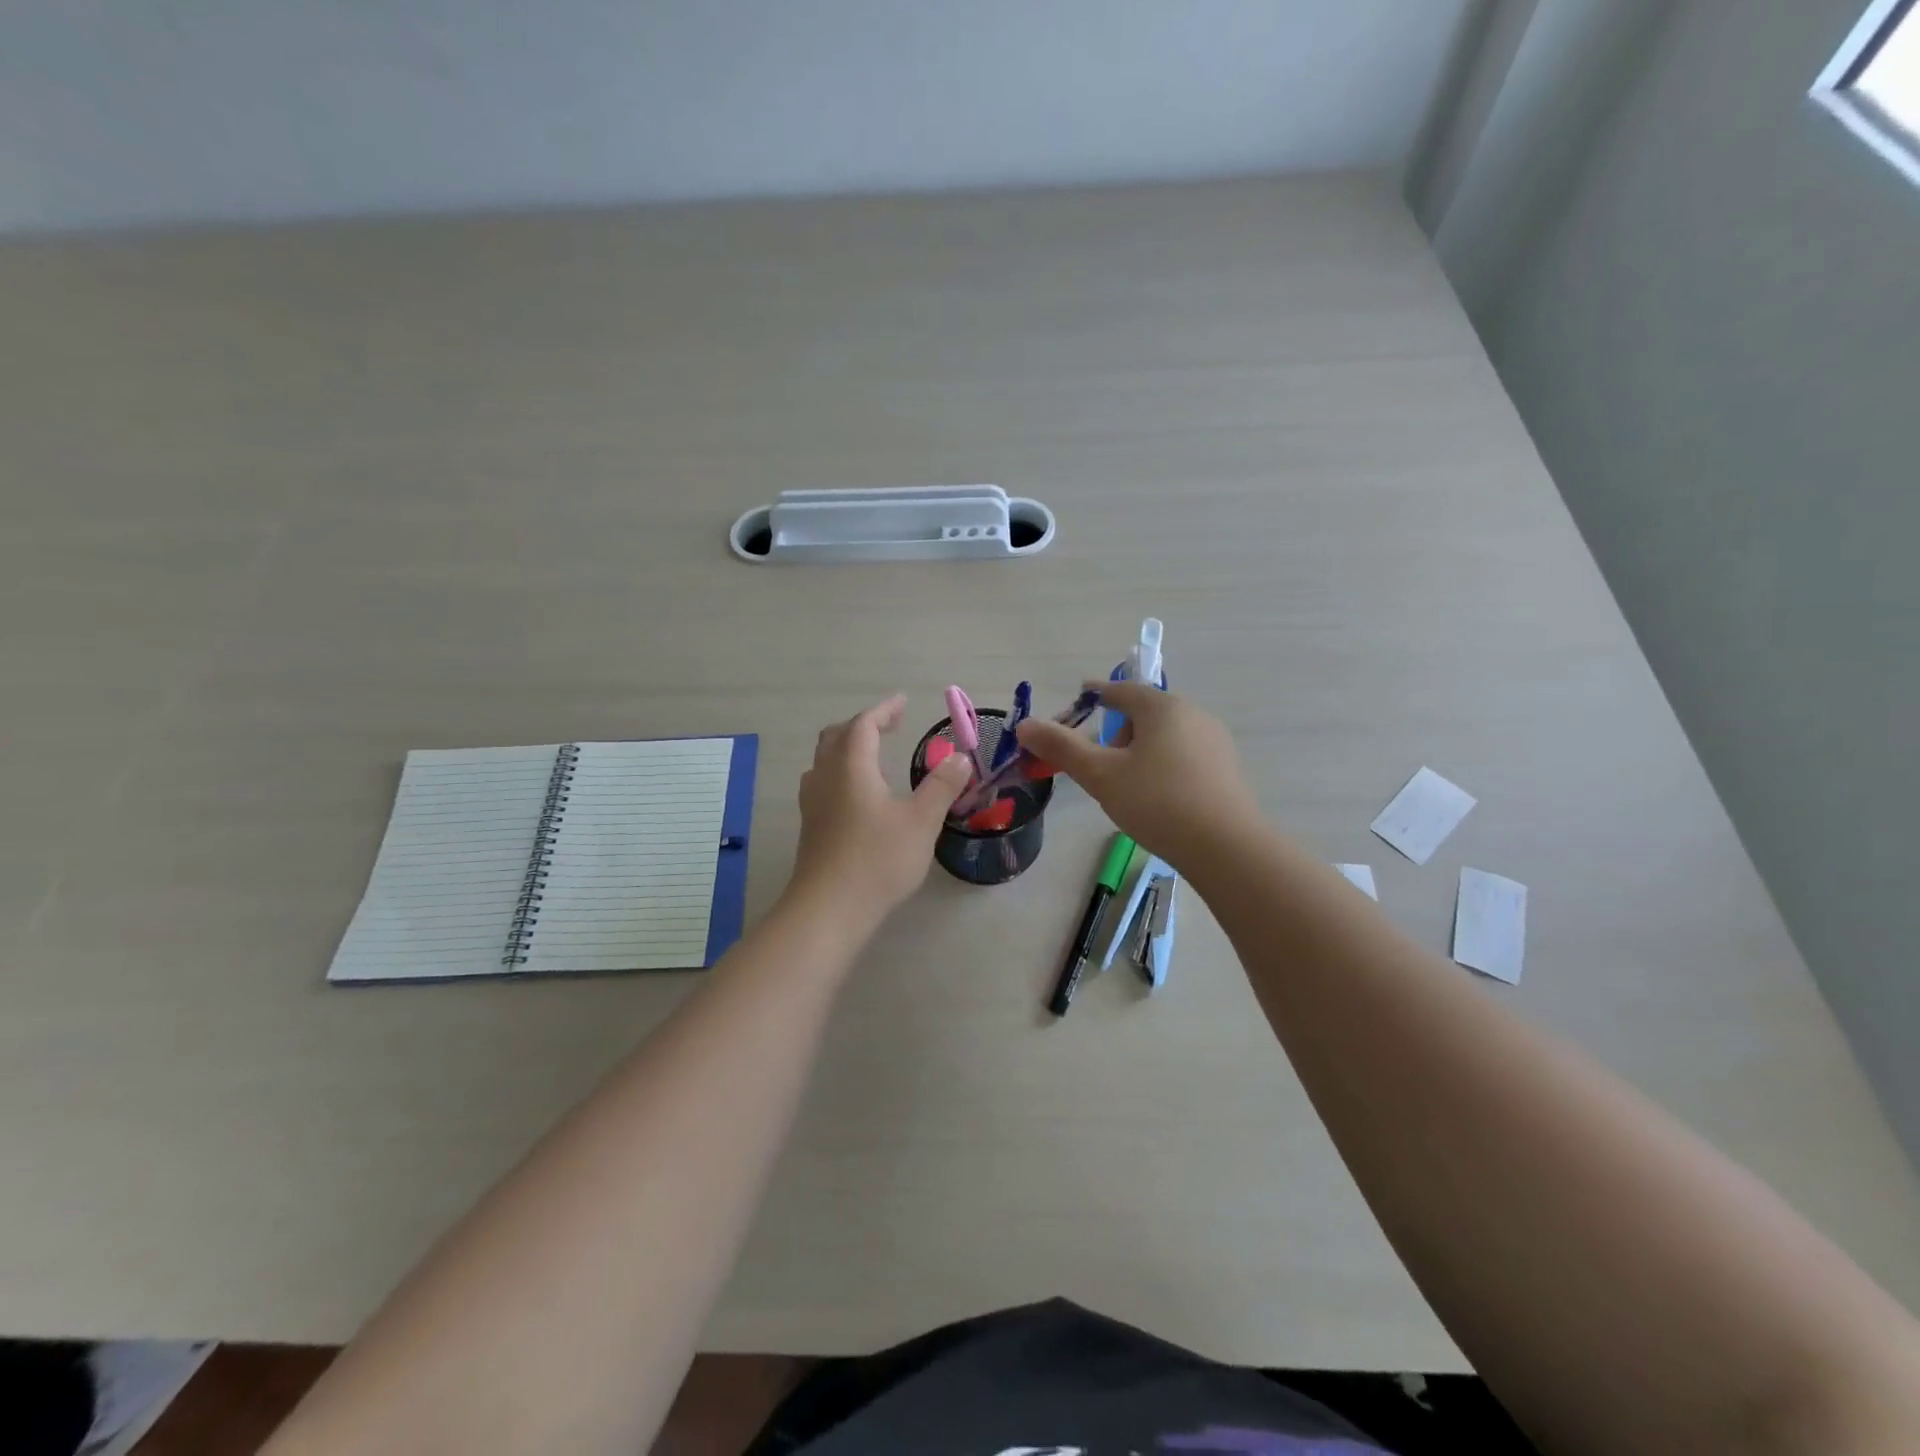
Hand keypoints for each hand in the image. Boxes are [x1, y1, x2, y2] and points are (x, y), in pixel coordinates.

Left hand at [787, 695, 972, 928]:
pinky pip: (822, 783)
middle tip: (889, 726)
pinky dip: (840, 773)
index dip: (884, 710)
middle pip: (837, 736)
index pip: (864, 724)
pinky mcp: (810, 827)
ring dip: (847, 748)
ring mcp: (813, 803)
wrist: (829, 909)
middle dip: (863, 725)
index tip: (902, 703)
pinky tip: (857, 796)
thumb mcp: (921, 821)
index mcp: (852, 767)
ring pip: (824, 760)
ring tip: (872, 756)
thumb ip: (942, 786)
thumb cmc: (878, 859)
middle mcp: (826, 777)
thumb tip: (960, 757)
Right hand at [1016, 681, 1259, 866]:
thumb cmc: (1157, 802)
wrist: (1225, 847)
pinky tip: (1157, 797)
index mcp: (1162, 707)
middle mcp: (1193, 714)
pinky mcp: (1226, 769)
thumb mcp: (1100, 775)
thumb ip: (1061, 747)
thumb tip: (1025, 725)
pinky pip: (1183, 755)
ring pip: (1165, 735)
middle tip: (1098, 761)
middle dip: (1117, 729)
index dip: (1096, 693)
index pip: (1121, 689)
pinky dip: (1162, 765)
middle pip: (1145, 712)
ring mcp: (1214, 742)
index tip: (1080, 699)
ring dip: (1140, 749)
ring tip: (1126, 784)